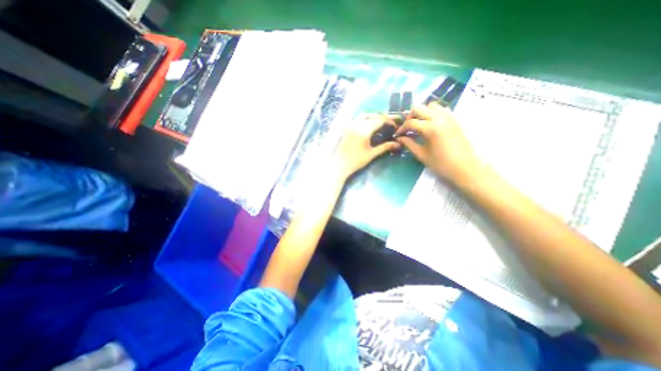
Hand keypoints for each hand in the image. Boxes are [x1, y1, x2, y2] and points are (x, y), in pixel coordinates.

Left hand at [333, 114, 398, 178]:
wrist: (339, 165)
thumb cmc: (356, 161)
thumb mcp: (371, 154)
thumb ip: (385, 147)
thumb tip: (398, 144)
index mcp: (364, 130)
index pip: (379, 120)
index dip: (390, 120)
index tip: (397, 124)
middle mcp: (357, 124)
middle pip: (373, 116)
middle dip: (383, 117)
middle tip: (392, 122)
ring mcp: (351, 125)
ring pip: (364, 115)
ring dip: (374, 116)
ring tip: (382, 123)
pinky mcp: (347, 129)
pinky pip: (358, 119)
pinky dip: (366, 119)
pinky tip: (370, 126)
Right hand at [395, 101, 483, 182]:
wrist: (465, 168)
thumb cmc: (441, 164)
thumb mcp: (422, 155)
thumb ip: (409, 144)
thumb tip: (400, 138)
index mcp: (430, 128)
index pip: (410, 123)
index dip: (401, 129)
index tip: (397, 135)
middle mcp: (439, 118)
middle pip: (419, 108)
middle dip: (410, 117)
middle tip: (408, 128)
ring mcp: (448, 117)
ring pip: (431, 105)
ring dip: (422, 113)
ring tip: (419, 125)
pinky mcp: (454, 119)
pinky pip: (441, 109)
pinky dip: (433, 113)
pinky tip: (431, 124)